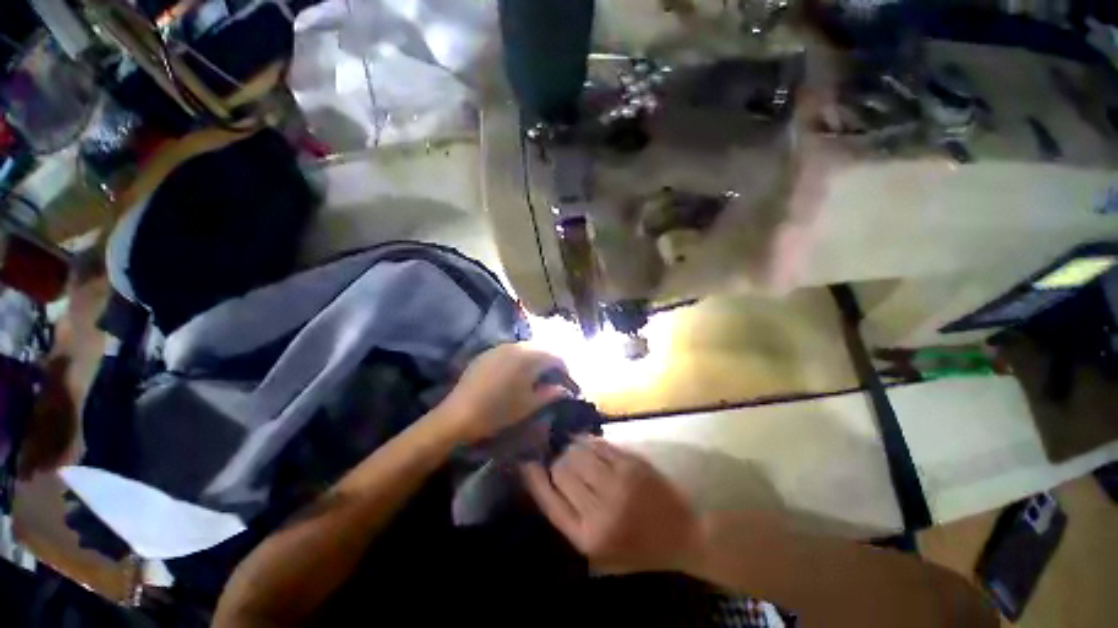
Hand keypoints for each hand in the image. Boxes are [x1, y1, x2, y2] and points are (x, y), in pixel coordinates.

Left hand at [437, 343, 571, 443]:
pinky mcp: (486, 353)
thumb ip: (550, 393)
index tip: (567, 382)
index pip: (555, 356)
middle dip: (550, 362)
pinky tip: (515, 374)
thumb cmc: (499, 411)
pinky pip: (509, 351)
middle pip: (541, 349)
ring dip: (534, 359)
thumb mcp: (529, 405)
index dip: (565, 369)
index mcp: (529, 357)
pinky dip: (518, 359)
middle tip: (553, 379)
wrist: (458, 415)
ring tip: (535, 376)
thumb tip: (565, 389)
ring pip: (525, 349)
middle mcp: (515, 346)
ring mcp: (499, 347)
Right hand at [521, 436, 700, 574]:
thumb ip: (571, 516)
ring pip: (579, 452)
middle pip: (562, 470)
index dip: (534, 478)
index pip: (550, 500)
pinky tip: (589, 442)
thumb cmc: (638, 549)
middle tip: (561, 459)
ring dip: (573, 448)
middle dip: (558, 462)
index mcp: (588, 537)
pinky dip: (590, 441)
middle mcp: (600, 509)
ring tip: (575, 449)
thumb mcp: (599, 549)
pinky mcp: (633, 464)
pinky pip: (600, 445)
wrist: (685, 538)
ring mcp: (618, 483)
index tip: (527, 462)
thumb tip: (548, 478)